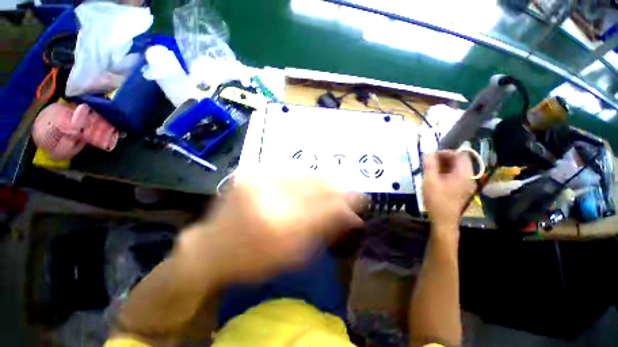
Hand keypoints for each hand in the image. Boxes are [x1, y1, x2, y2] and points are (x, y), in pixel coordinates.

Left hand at [177, 171, 363, 284]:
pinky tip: (309, 180)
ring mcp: (257, 179)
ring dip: (322, 180)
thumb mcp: (293, 255)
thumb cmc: (254, 259)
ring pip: (303, 173)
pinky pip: (287, 169)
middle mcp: (269, 196)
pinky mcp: (251, 171)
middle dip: (337, 188)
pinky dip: (303, 175)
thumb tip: (351, 217)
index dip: (347, 202)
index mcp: (280, 226)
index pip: (325, 207)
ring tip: (332, 185)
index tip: (361, 200)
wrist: (212, 247)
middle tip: (350, 192)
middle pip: (315, 185)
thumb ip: (323, 231)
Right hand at [422, 151, 475, 229]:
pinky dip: (445, 173)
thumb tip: (428, 153)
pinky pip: (455, 176)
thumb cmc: (437, 200)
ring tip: (429, 168)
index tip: (431, 155)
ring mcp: (466, 184)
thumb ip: (430, 165)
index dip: (445, 152)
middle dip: (443, 159)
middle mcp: (468, 177)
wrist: (444, 220)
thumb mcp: (430, 181)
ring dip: (443, 166)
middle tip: (429, 161)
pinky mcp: (461, 190)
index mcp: (464, 174)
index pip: (460, 155)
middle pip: (459, 161)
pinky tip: (434, 177)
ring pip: (456, 169)